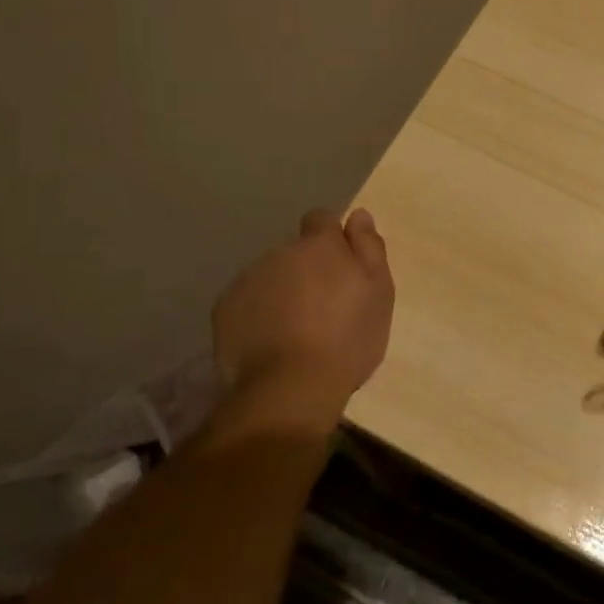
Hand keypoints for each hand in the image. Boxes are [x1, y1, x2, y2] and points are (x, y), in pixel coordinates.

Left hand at [212, 208, 393, 400]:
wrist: (291, 388)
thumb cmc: (347, 339)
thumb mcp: (379, 293)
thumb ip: (369, 248)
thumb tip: (358, 215)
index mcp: (318, 245)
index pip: (321, 219)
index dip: (331, 239)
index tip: (341, 267)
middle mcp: (279, 252)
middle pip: (294, 252)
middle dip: (306, 270)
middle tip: (323, 308)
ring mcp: (247, 280)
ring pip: (269, 277)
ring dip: (281, 292)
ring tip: (296, 331)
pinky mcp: (224, 310)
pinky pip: (245, 303)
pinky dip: (257, 315)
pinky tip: (270, 344)